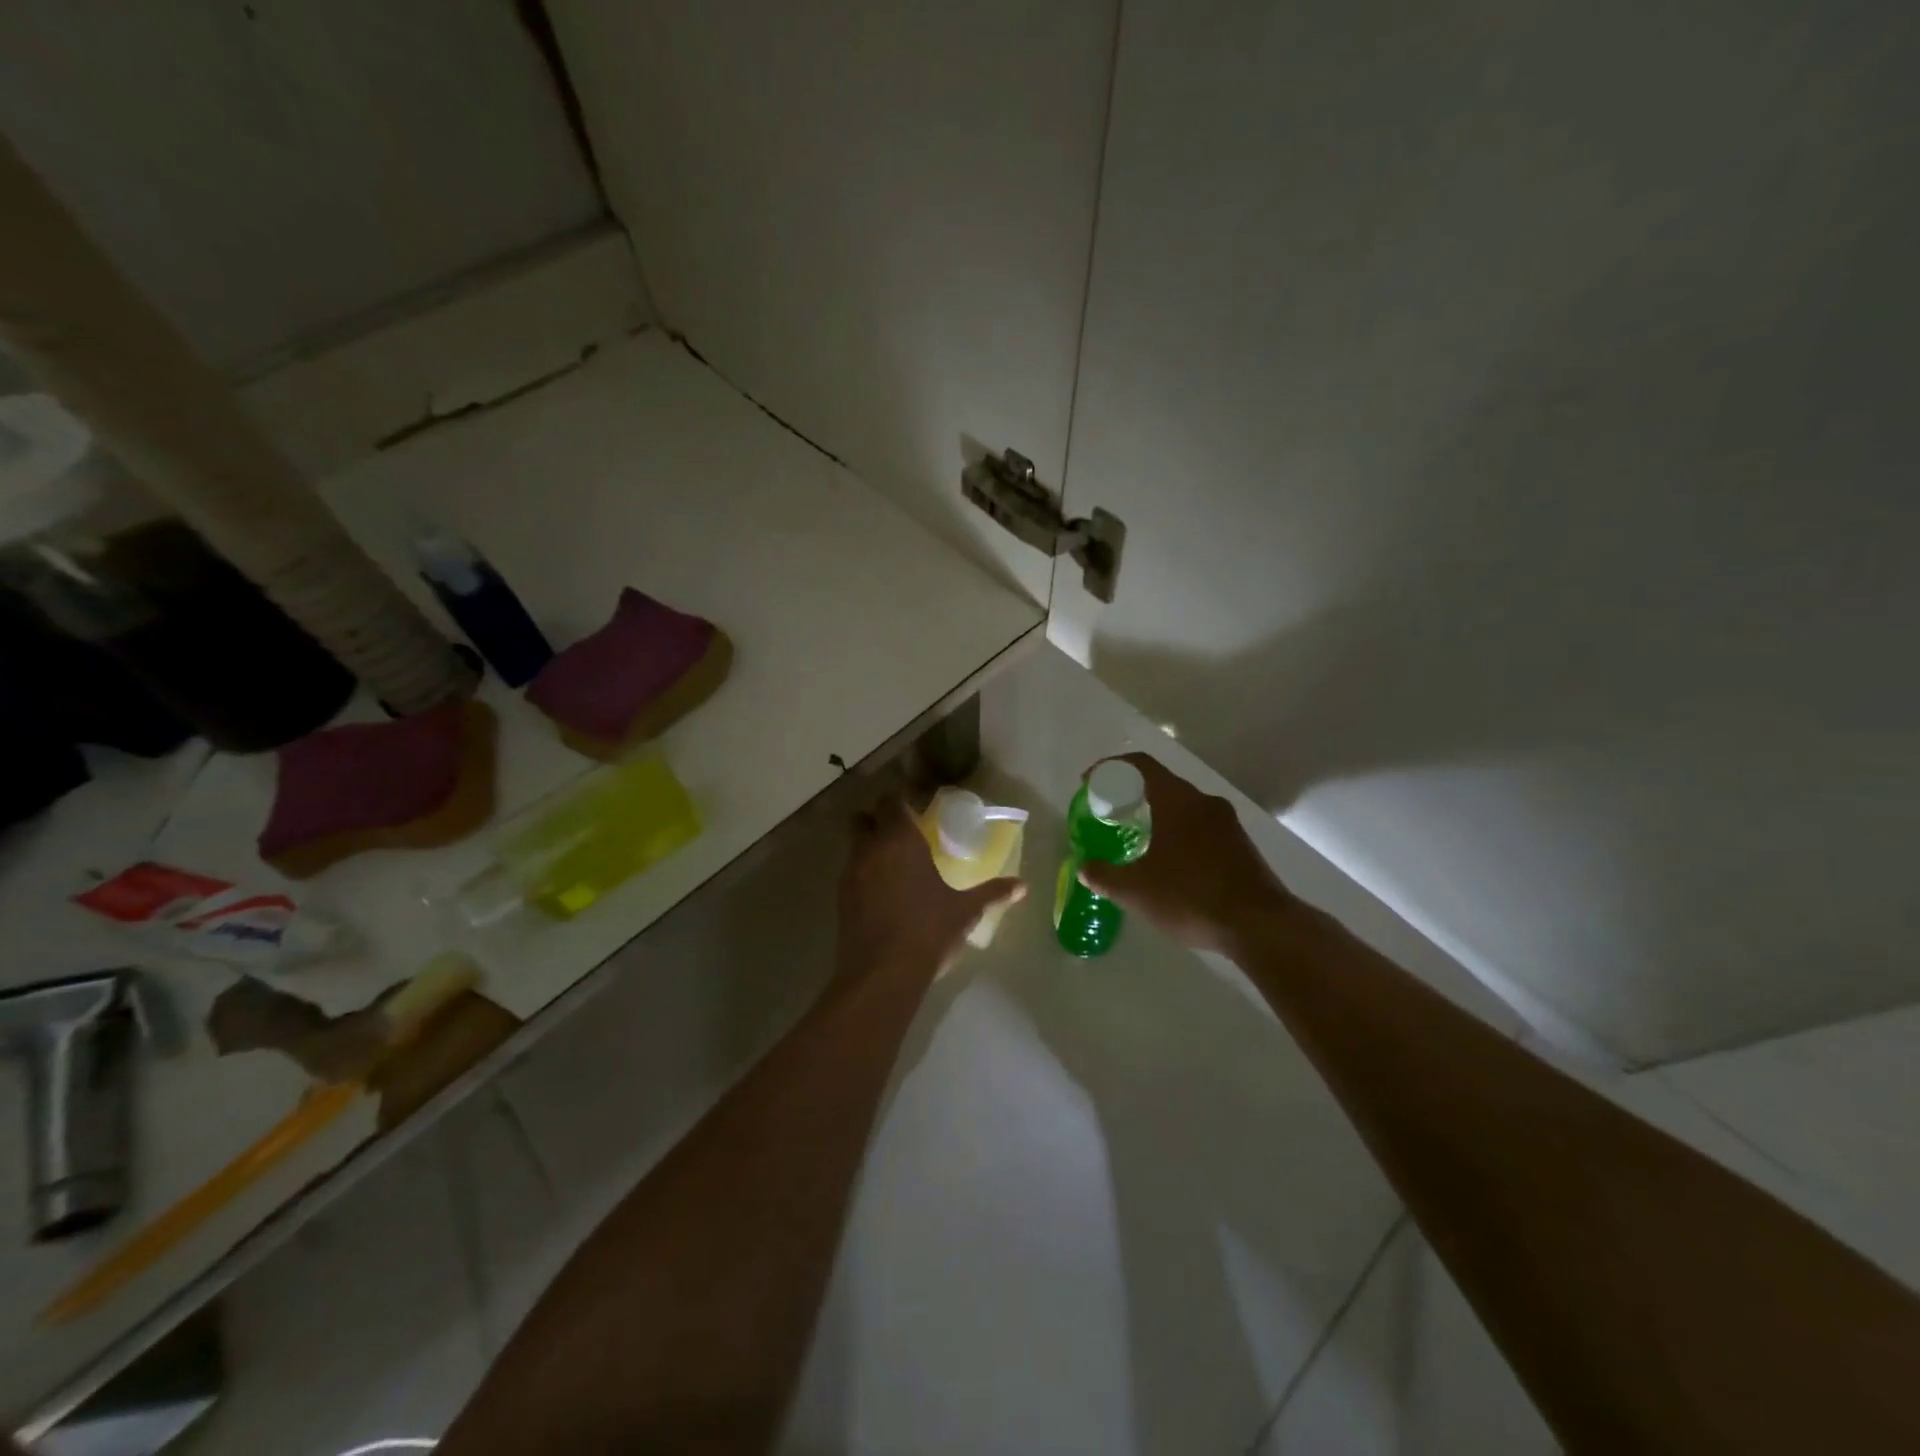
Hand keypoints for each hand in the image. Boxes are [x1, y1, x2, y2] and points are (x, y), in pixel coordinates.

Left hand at [836, 798, 1024, 980]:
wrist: (882, 973)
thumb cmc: (928, 931)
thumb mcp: (965, 912)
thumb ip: (992, 893)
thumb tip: (1023, 886)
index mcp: (901, 840)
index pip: (892, 801)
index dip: (900, 800)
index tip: (914, 807)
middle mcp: (871, 848)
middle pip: (864, 818)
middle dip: (877, 818)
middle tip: (901, 830)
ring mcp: (850, 873)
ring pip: (854, 845)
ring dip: (868, 845)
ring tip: (892, 861)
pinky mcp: (840, 898)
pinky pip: (850, 872)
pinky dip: (862, 872)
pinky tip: (881, 891)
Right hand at [1076, 754, 1295, 954]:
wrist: (1261, 926)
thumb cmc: (1192, 897)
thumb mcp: (1137, 891)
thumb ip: (1104, 876)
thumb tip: (1084, 868)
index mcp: (1178, 801)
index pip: (1140, 765)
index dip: (1110, 768)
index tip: (1089, 783)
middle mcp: (1205, 802)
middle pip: (1162, 783)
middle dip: (1132, 794)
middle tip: (1109, 813)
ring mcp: (1228, 823)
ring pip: (1184, 806)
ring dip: (1157, 814)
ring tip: (1137, 838)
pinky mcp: (1241, 845)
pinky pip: (1201, 826)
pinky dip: (1178, 832)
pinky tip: (1170, 862)